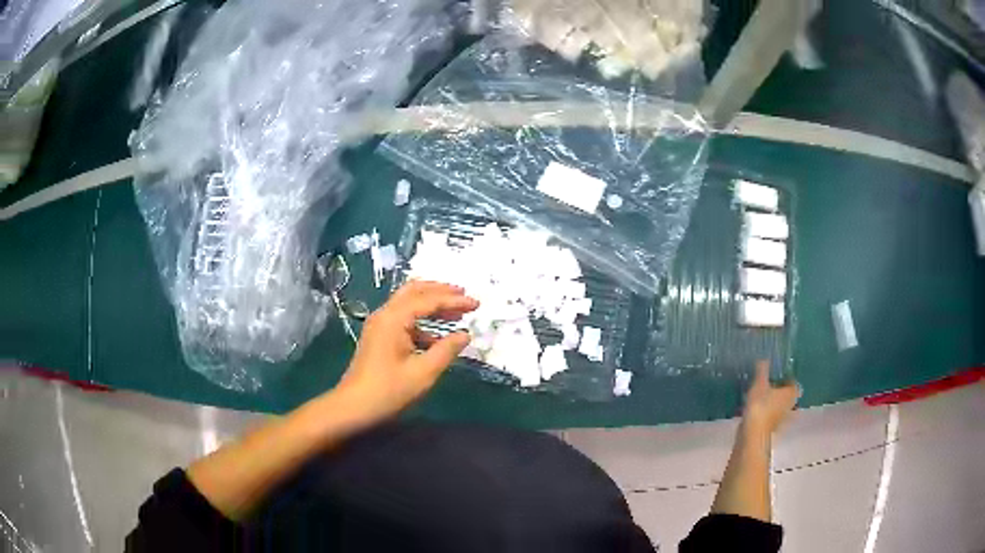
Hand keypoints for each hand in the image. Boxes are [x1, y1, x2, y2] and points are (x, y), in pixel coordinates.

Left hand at [334, 280, 478, 425]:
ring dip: (432, 305)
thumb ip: (446, 350)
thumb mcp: (423, 372)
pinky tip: (437, 337)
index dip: (454, 301)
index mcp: (394, 319)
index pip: (428, 300)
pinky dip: (422, 322)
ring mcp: (379, 325)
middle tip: (464, 297)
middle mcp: (385, 314)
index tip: (477, 304)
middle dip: (441, 292)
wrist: (353, 407)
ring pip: (408, 304)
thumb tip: (465, 335)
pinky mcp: (379, 336)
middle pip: (415, 291)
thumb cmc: (388, 391)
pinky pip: (403, 319)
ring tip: (456, 314)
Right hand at [742, 361, 798, 434]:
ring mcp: (782, 420)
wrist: (753, 433)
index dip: (788, 380)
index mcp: (790, 393)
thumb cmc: (760, 405)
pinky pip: (772, 419)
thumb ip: (762, 370)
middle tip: (772, 388)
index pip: (794, 384)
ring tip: (765, 401)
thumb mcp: (759, 383)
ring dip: (776, 406)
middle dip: (782, 393)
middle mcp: (790, 406)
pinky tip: (759, 414)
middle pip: (789, 397)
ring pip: (781, 409)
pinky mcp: (772, 429)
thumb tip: (764, 358)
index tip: (779, 377)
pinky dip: (768, 417)